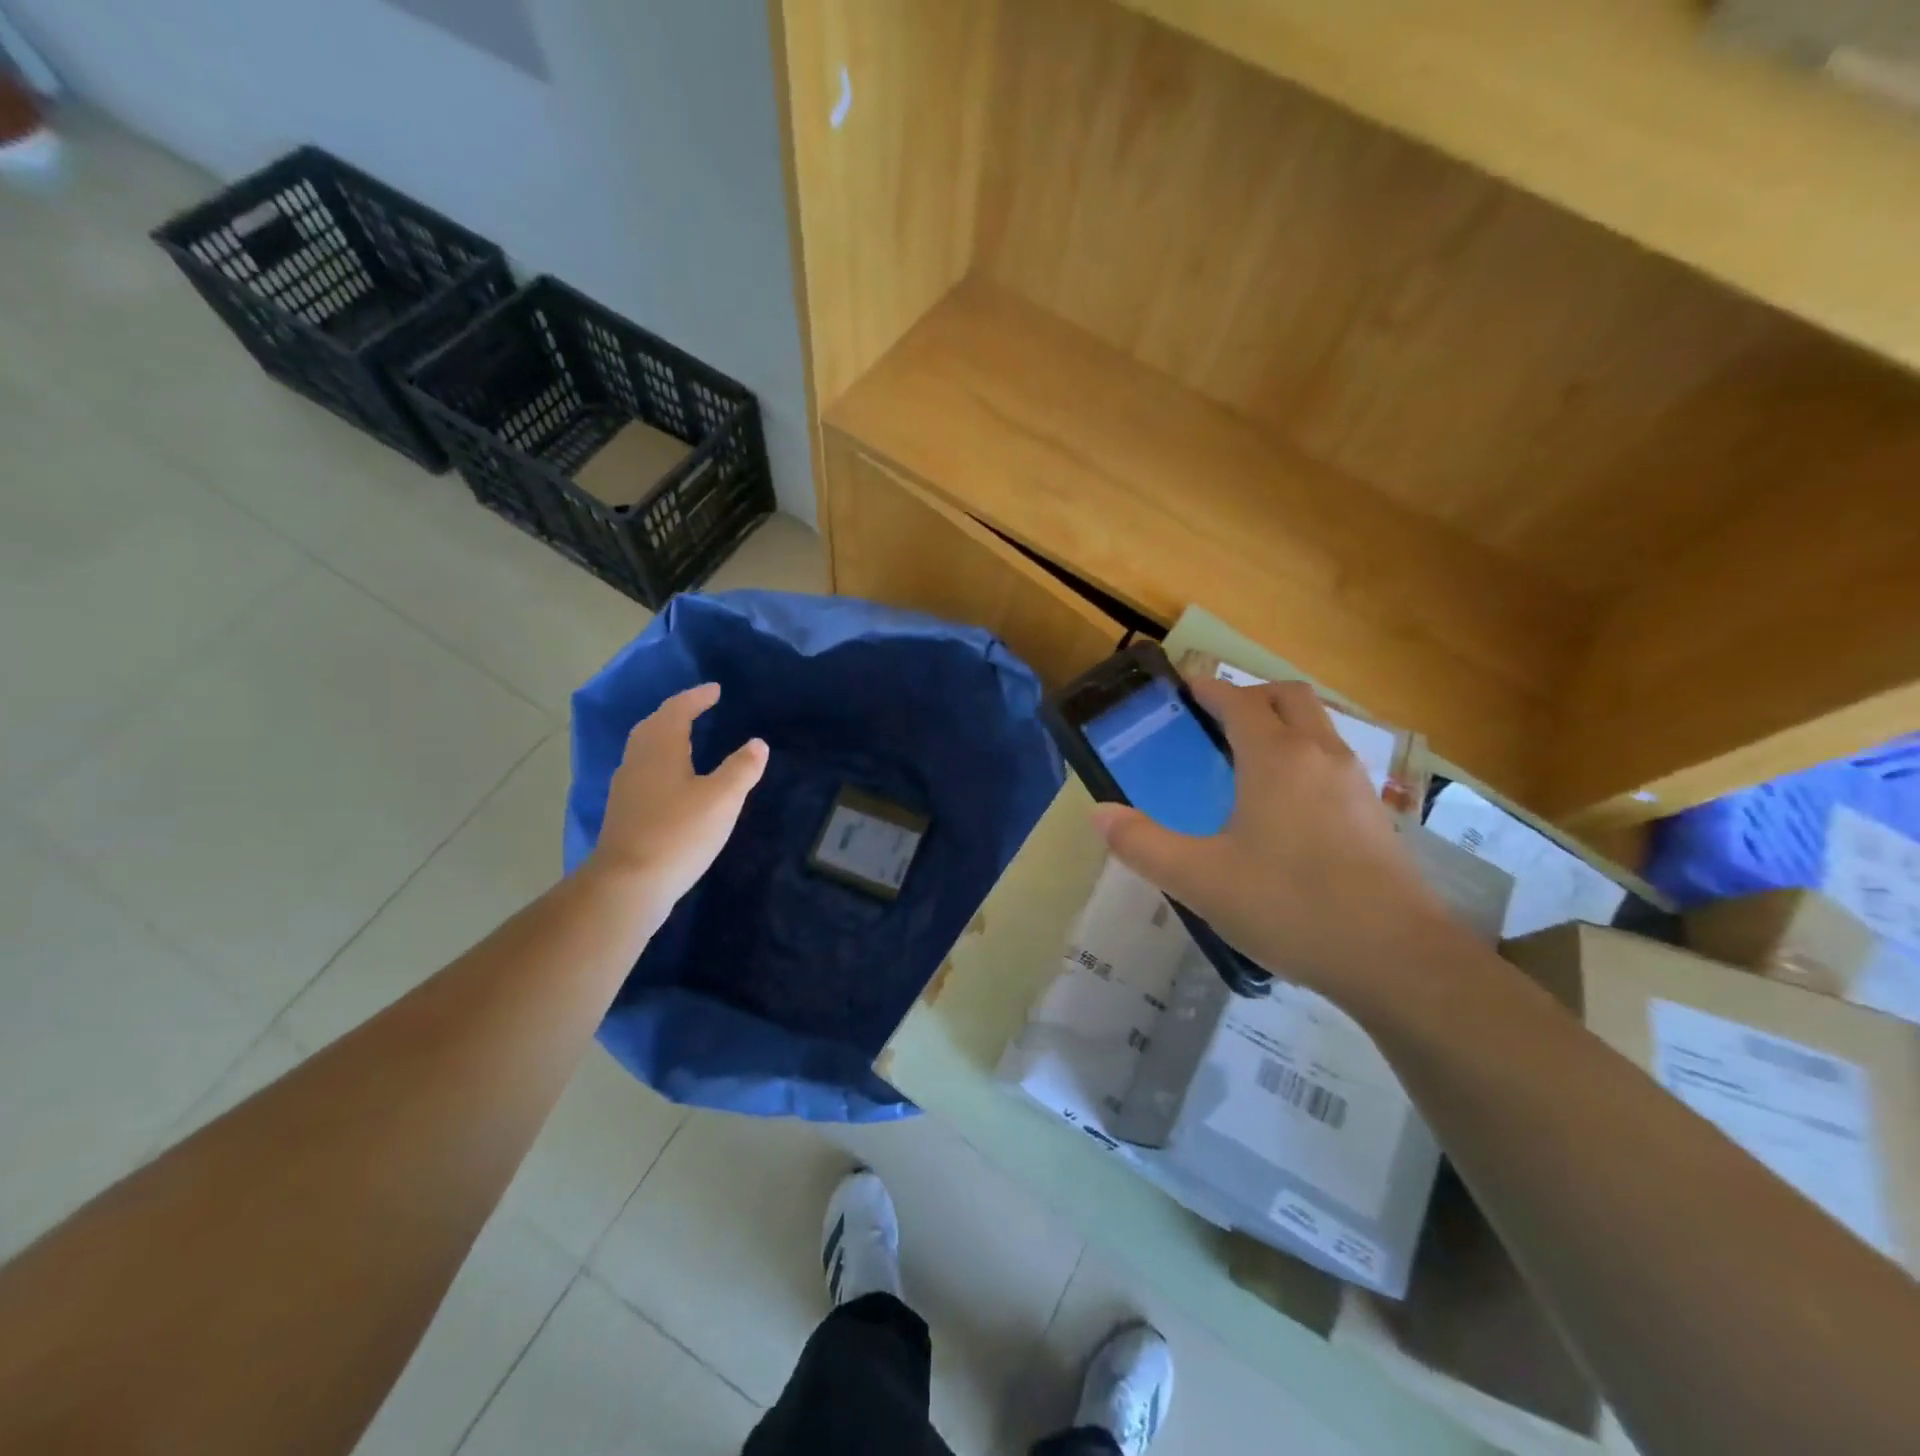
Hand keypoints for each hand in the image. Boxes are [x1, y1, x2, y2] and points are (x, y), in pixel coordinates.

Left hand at [584, 683, 767, 910]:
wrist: (628, 885)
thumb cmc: (679, 833)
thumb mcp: (722, 799)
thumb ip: (742, 769)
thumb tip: (757, 744)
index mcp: (660, 748)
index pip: (677, 710)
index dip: (697, 698)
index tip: (715, 690)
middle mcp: (637, 761)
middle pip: (654, 726)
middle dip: (676, 713)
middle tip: (699, 709)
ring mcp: (626, 788)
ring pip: (645, 750)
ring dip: (665, 737)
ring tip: (688, 739)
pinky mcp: (624, 813)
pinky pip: (644, 772)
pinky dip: (661, 763)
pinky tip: (674, 781)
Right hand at [1090, 676, 1463, 1004]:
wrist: (1396, 958)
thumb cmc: (1289, 905)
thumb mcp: (1199, 879)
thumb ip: (1142, 844)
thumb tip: (1099, 814)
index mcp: (1275, 757)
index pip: (1238, 700)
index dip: (1208, 688)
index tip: (1183, 687)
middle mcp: (1320, 755)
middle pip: (1288, 697)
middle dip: (1250, 695)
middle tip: (1214, 720)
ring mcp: (1356, 785)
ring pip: (1318, 728)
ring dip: (1282, 725)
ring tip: (1245, 762)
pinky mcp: (1376, 816)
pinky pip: (1333, 763)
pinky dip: (1304, 759)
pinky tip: (1286, 810)